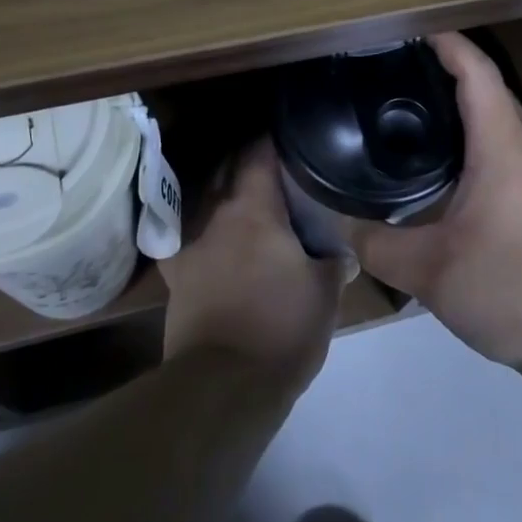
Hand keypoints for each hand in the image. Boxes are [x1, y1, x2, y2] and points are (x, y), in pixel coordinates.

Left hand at [159, 138, 344, 389]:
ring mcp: (191, 245)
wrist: (225, 383)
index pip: (259, 155)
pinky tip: (208, 236)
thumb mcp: (325, 293)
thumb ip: (335, 262)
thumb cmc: (283, 328)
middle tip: (275, 166)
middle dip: (248, 162)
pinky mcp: (176, 278)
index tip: (290, 137)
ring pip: (206, 202)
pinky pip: (185, 240)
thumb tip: (345, 253)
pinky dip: (198, 231)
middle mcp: (217, 216)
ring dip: (224, 192)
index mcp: (254, 210)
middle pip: (228, 171)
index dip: (274, 140)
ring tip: (247, 196)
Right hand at [345, 33, 521, 369]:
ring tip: (411, 111)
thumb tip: (337, 223)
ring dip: (461, 106)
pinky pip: (506, 149)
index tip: (409, 31)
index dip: (446, 43)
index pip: (477, 73)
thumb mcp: (431, 274)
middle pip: (488, 90)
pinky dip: (474, 138)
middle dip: (446, 69)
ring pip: (499, 121)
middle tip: (394, 71)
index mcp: (502, 149)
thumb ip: (377, 245)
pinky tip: (445, 166)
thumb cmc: (513, 291)